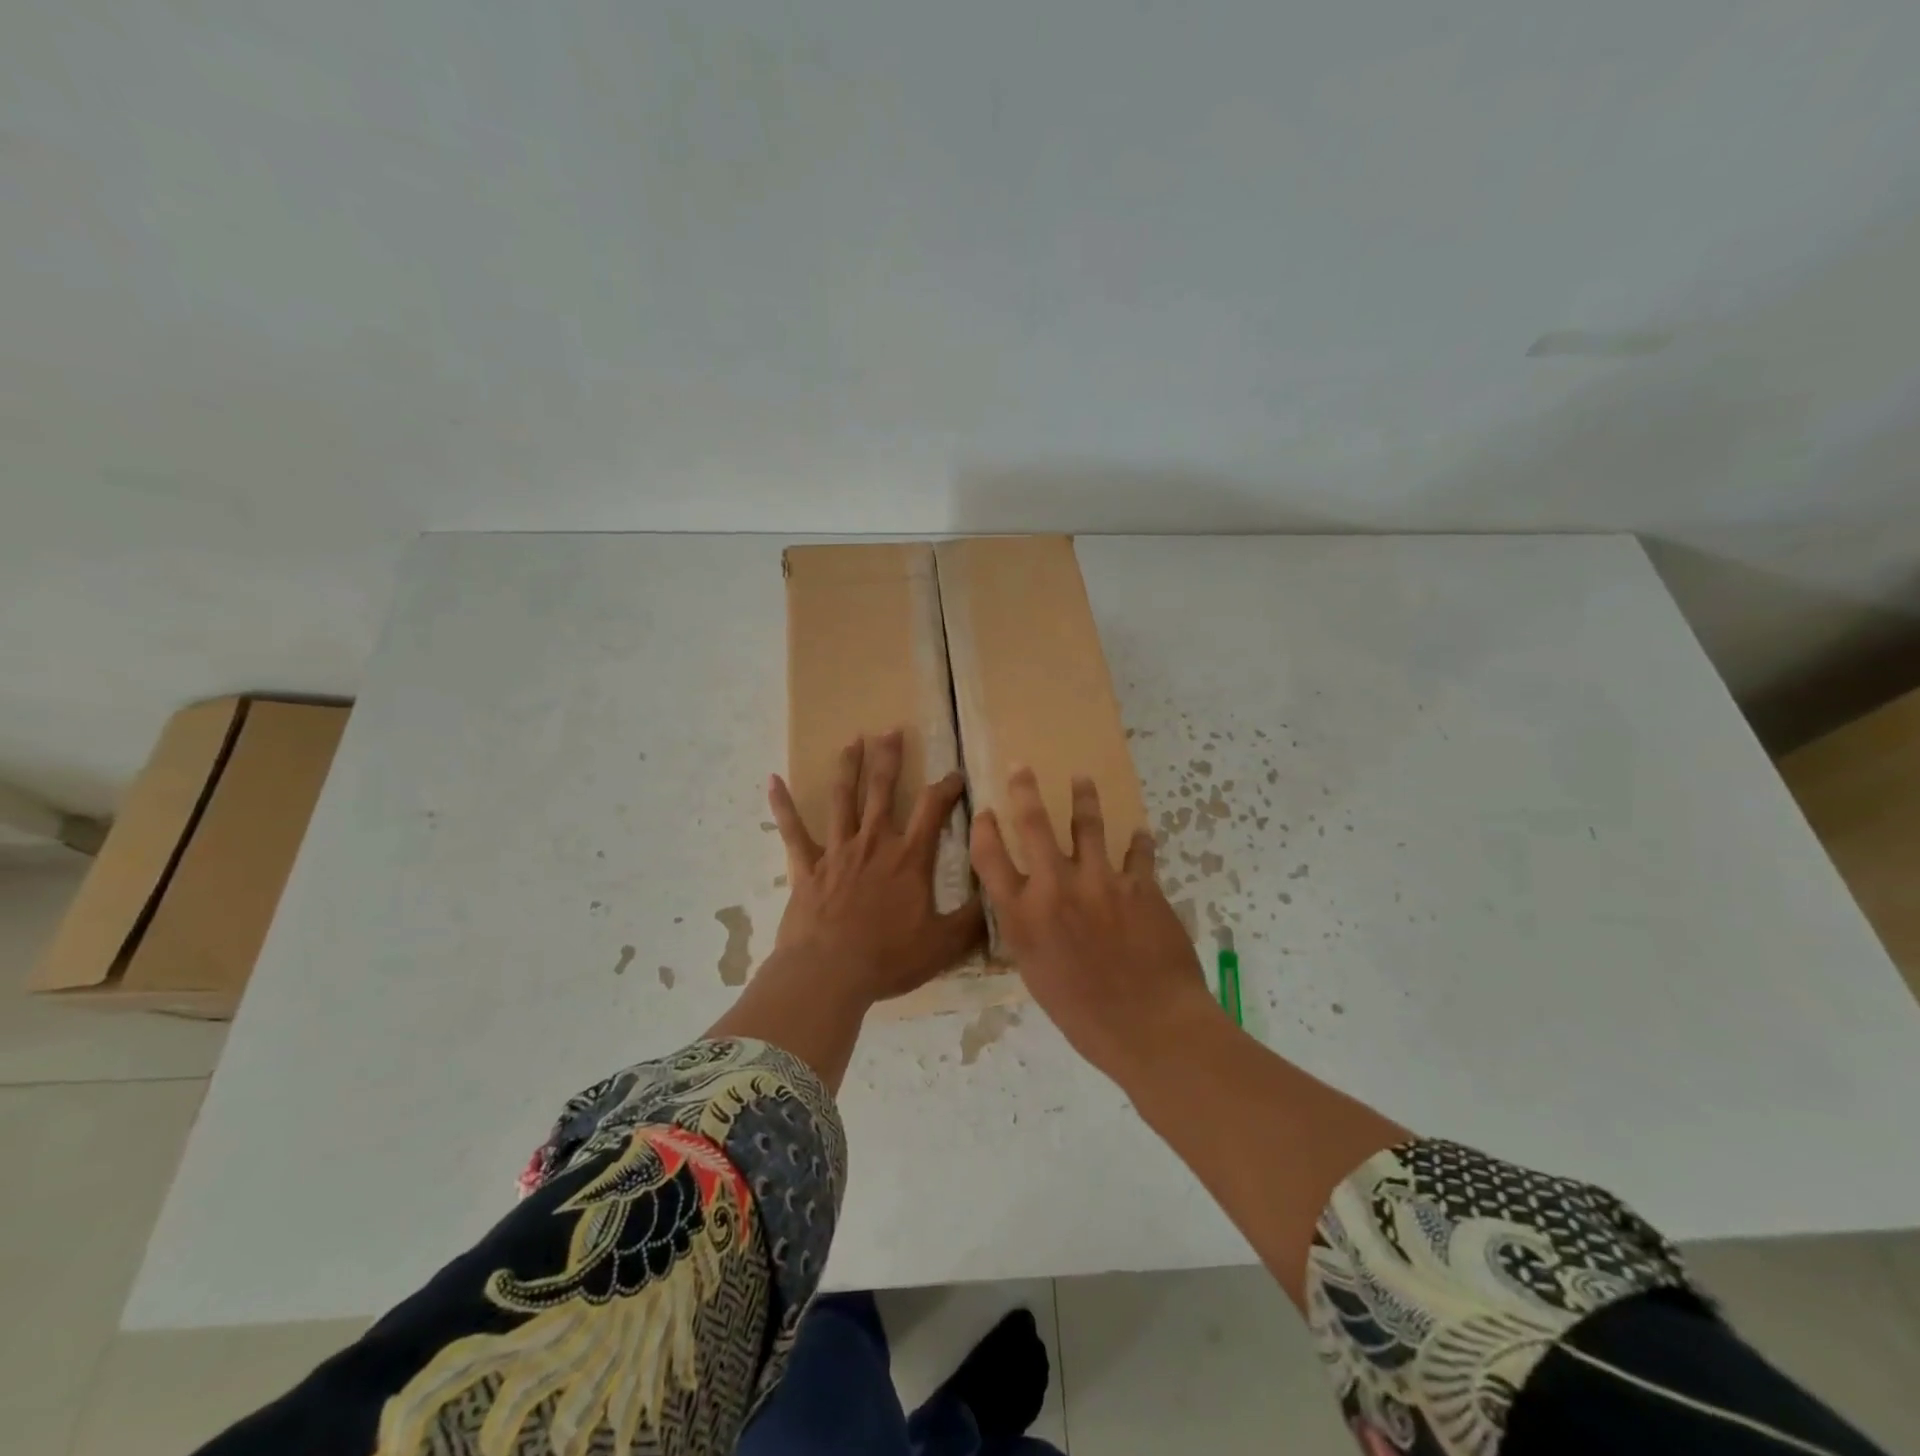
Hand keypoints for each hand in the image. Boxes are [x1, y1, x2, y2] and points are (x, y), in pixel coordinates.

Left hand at [766, 729, 985, 1007]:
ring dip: (847, 767)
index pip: (933, 808)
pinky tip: (773, 780)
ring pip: (842, 799)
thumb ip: (972, 919)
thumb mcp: (943, 943)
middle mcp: (874, 843)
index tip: (955, 773)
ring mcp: (837, 851)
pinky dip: (783, 806)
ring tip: (852, 740)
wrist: (829, 973)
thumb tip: (998, 896)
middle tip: (890, 729)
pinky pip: (793, 831)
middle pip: (882, 789)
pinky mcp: (807, 867)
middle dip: (889, 757)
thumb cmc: (888, 958)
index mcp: (909, 857)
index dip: (946, 787)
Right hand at [971, 768, 1216, 1071]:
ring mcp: (1100, 881)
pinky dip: (1139, 842)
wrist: (1148, 1026)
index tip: (983, 812)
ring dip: (1083, 798)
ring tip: (1081, 780)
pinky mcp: (1140, 885)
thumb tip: (1029, 910)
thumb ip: (1029, 934)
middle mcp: (1055, 888)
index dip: (983, 829)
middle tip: (1022, 767)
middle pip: (1033, 825)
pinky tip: (1141, 834)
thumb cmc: (1084, 1015)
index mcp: (1023, 916)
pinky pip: (1139, 853)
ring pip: (1088, 824)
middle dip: (1024, 790)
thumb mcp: (1037, 976)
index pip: (990, 858)